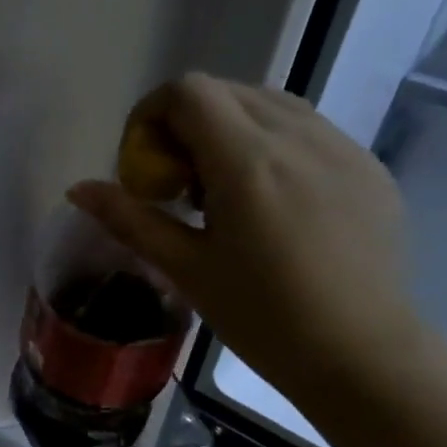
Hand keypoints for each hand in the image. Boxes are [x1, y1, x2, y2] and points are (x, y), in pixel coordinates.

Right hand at [70, 73, 425, 403]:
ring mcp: (342, 146)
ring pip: (270, 105)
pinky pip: (309, 131)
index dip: (151, 115)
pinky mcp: (368, 166)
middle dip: (186, 124)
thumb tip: (78, 189)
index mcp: (247, 161)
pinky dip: (273, 146)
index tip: (144, 165)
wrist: (361, 354)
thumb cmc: (262, 317)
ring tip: (224, 193)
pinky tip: (273, 205)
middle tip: (178, 185)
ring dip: (230, 131)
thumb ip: (130, 219)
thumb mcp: (185, 269)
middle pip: (226, 92)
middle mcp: (298, 136)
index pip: (188, 92)